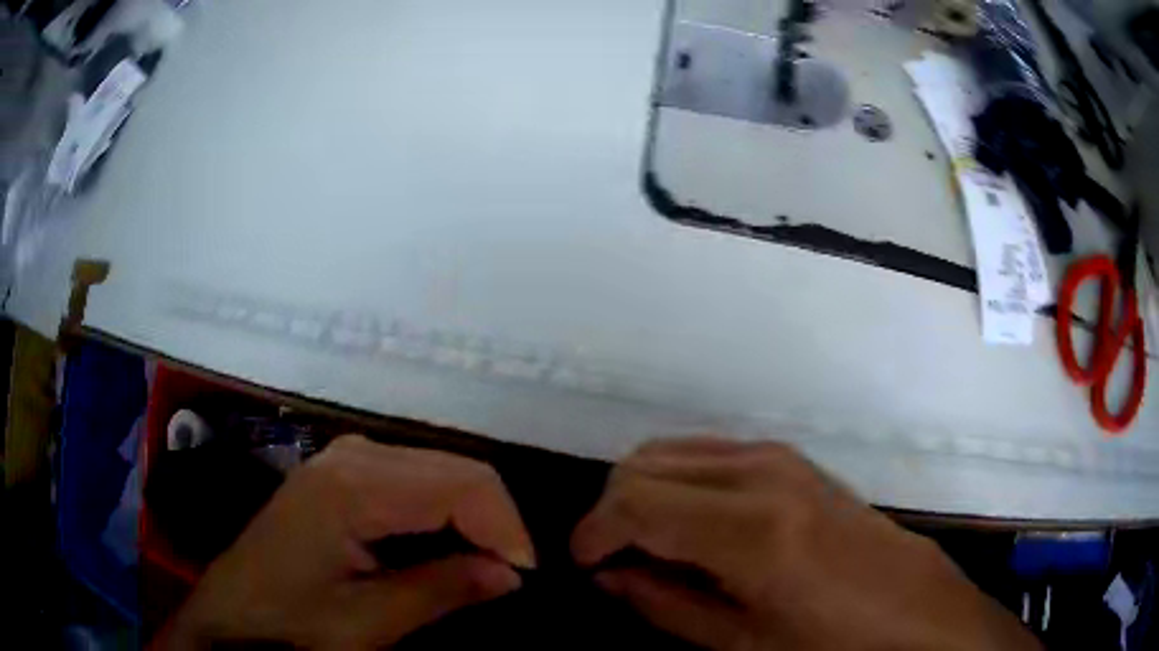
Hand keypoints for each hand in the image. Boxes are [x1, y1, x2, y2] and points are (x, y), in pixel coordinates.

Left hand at [160, 435, 534, 649]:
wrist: (235, 616)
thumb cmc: (294, 623)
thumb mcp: (370, 621)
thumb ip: (442, 590)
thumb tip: (511, 574)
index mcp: (354, 485)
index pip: (462, 484)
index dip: (506, 527)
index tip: (524, 576)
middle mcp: (353, 455)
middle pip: (455, 468)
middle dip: (495, 519)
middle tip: (509, 574)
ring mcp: (345, 458)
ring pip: (438, 469)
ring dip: (472, 515)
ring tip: (484, 564)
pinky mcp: (341, 473)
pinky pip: (413, 478)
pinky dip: (444, 510)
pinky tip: (446, 546)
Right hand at [572, 438, 1040, 650]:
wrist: (910, 604)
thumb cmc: (830, 639)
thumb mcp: (741, 643)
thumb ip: (663, 605)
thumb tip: (608, 576)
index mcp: (751, 529)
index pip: (635, 503)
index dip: (593, 532)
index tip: (583, 565)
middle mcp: (760, 473)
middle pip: (643, 464)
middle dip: (611, 511)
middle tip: (616, 561)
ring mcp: (777, 456)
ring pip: (670, 450)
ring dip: (643, 493)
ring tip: (650, 546)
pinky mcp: (790, 456)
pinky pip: (705, 453)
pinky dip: (677, 481)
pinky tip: (692, 525)